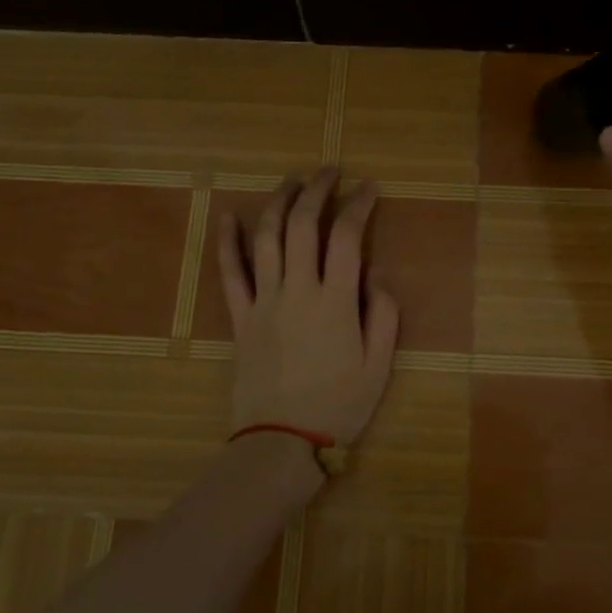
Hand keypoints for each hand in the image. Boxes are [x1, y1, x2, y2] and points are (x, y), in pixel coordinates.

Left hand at [218, 167, 399, 452]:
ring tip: (291, 181)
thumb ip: (384, 314)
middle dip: (317, 190)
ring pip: (266, 238)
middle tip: (329, 171)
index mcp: (336, 300)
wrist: (281, 441)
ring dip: (278, 202)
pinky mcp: (241, 317)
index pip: (347, 236)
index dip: (358, 204)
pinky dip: (228, 242)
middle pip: (303, 225)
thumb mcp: (379, 364)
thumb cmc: (339, 405)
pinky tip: (228, 217)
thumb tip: (376, 273)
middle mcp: (298, 289)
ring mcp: (264, 301)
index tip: (368, 187)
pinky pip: (230, 273)